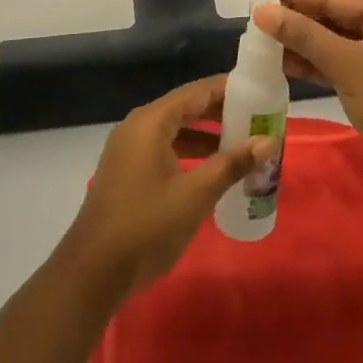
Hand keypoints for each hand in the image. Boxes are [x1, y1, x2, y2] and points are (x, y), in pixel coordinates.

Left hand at [58, 76, 277, 298]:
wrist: (93, 272)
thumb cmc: (147, 226)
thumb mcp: (196, 194)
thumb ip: (232, 164)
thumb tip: (269, 141)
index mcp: (151, 121)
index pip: (197, 91)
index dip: (229, 90)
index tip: (260, 92)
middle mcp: (137, 126)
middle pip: (186, 108)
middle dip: (221, 113)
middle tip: (257, 119)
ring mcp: (129, 149)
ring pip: (175, 130)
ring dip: (207, 136)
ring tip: (242, 144)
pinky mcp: (127, 171)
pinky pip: (164, 148)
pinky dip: (189, 153)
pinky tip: (212, 170)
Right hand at [249, 0, 362, 205]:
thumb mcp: (347, 65)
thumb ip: (303, 35)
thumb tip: (262, 11)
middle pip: (329, 12)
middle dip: (292, 11)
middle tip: (252, 7)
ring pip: (328, 38)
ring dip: (296, 38)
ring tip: (257, 33)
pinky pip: (331, 61)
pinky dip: (307, 61)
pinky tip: (279, 59)